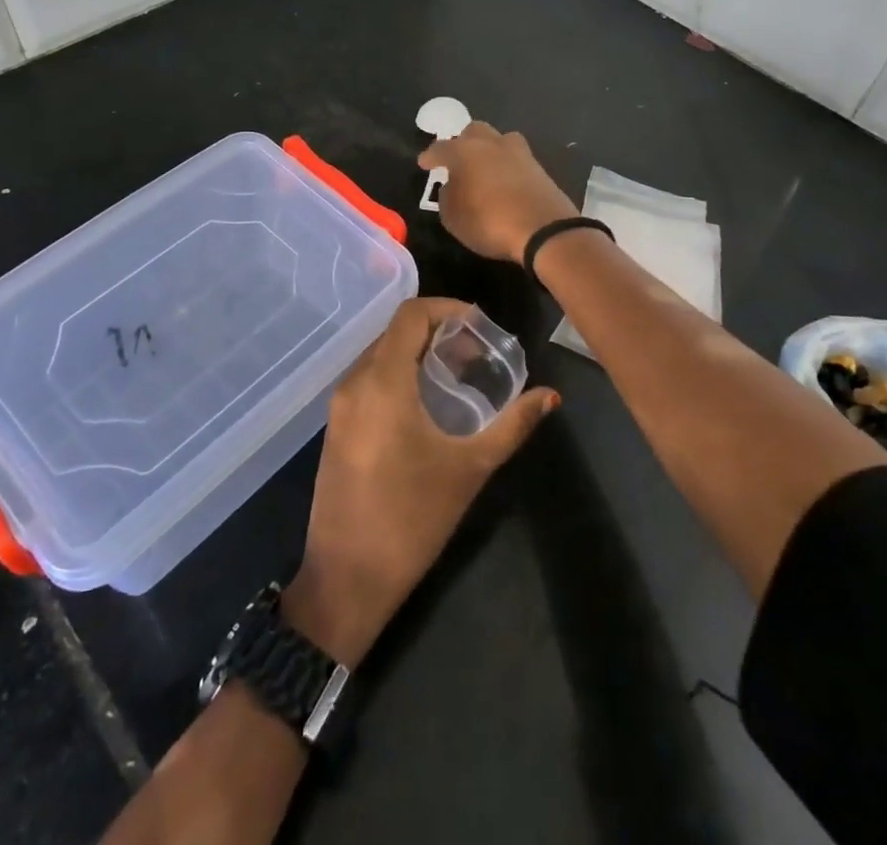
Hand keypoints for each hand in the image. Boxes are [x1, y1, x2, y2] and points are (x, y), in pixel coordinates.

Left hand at [283, 298, 558, 667]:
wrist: (347, 579)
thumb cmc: (412, 518)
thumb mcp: (470, 468)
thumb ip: (512, 426)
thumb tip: (550, 396)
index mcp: (382, 381)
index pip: (410, 313)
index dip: (447, 308)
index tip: (480, 325)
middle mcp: (354, 382)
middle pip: (395, 331)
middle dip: (437, 331)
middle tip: (476, 353)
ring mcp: (339, 405)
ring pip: (380, 354)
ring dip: (417, 352)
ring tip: (457, 375)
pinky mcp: (336, 426)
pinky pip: (369, 379)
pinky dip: (398, 374)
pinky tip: (427, 403)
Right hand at [417, 122, 578, 264]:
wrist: (544, 230)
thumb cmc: (490, 223)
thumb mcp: (454, 218)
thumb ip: (447, 197)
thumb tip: (452, 185)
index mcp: (465, 152)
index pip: (441, 148)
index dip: (430, 156)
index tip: (424, 163)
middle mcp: (491, 144)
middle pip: (474, 131)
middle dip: (462, 142)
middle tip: (456, 161)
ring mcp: (519, 153)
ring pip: (499, 139)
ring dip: (488, 149)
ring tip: (483, 167)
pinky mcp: (538, 167)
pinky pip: (516, 158)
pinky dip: (506, 165)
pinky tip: (503, 180)